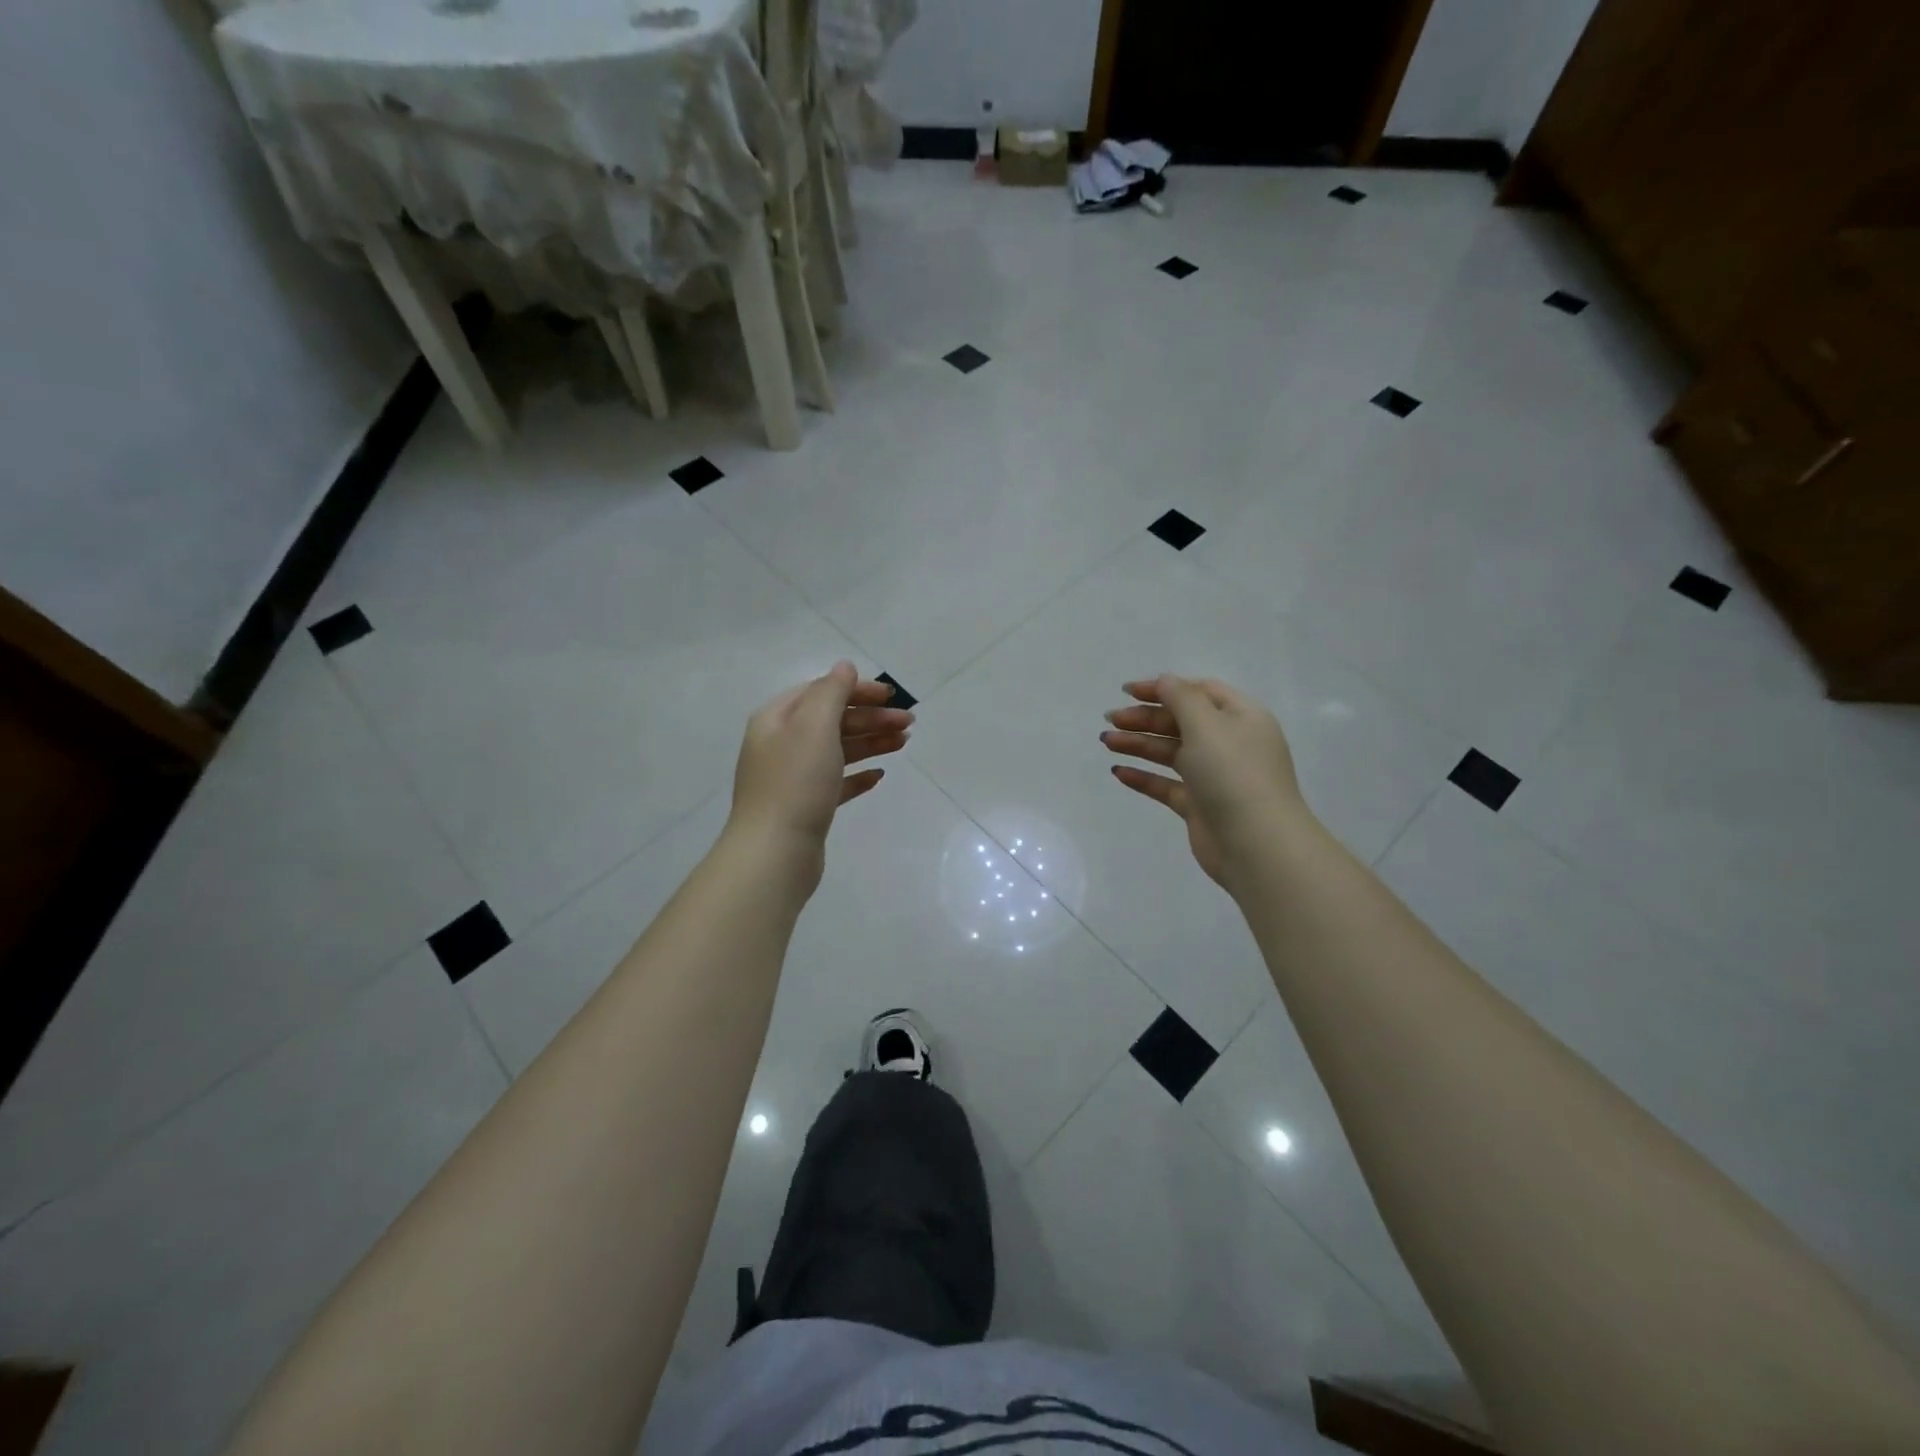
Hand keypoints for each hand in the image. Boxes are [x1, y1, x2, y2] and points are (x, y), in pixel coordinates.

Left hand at [728, 661, 911, 859]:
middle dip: (871, 717)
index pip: (821, 691)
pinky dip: (858, 775)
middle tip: (909, 723)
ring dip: (870, 742)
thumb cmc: (796, 782)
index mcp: (776, 718)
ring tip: (903, 744)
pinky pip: (835, 782)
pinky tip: (879, 776)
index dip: (857, 689)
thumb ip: (832, 691)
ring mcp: (792, 777)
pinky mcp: (805, 806)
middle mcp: (780, 743)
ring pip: (837, 750)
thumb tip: (844, 666)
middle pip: (832, 720)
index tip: (892, 696)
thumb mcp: (815, 726)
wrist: (775, 851)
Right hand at [1100, 674, 1305, 886]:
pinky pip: (1167, 785)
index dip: (1164, 688)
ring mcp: (1215, 777)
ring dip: (1139, 744)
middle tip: (1111, 719)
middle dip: (1145, 718)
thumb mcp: (1206, 725)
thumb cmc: (1233, 774)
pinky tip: (1118, 772)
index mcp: (1241, 717)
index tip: (1128, 691)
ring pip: (1171, 753)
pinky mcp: (1200, 806)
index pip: (1199, 692)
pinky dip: (1144, 777)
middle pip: (1181, 722)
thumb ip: (1180, 698)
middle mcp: (1230, 743)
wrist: (1256, 844)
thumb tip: (1164, 681)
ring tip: (1106, 742)